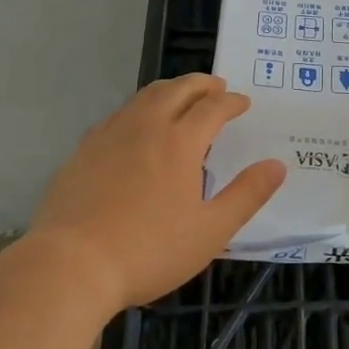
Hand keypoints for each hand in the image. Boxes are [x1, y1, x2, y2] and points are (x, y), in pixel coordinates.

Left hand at [32, 74, 285, 311]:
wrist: (71, 265)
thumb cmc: (148, 250)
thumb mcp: (210, 231)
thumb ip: (246, 195)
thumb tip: (277, 165)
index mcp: (180, 141)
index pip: (213, 107)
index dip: (231, 101)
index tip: (243, 103)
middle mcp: (147, 125)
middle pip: (179, 89)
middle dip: (202, 84)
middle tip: (216, 87)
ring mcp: (111, 133)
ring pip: (146, 95)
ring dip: (171, 89)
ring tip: (181, 95)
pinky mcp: (85, 148)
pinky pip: (120, 113)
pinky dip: (140, 107)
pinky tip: (137, 125)